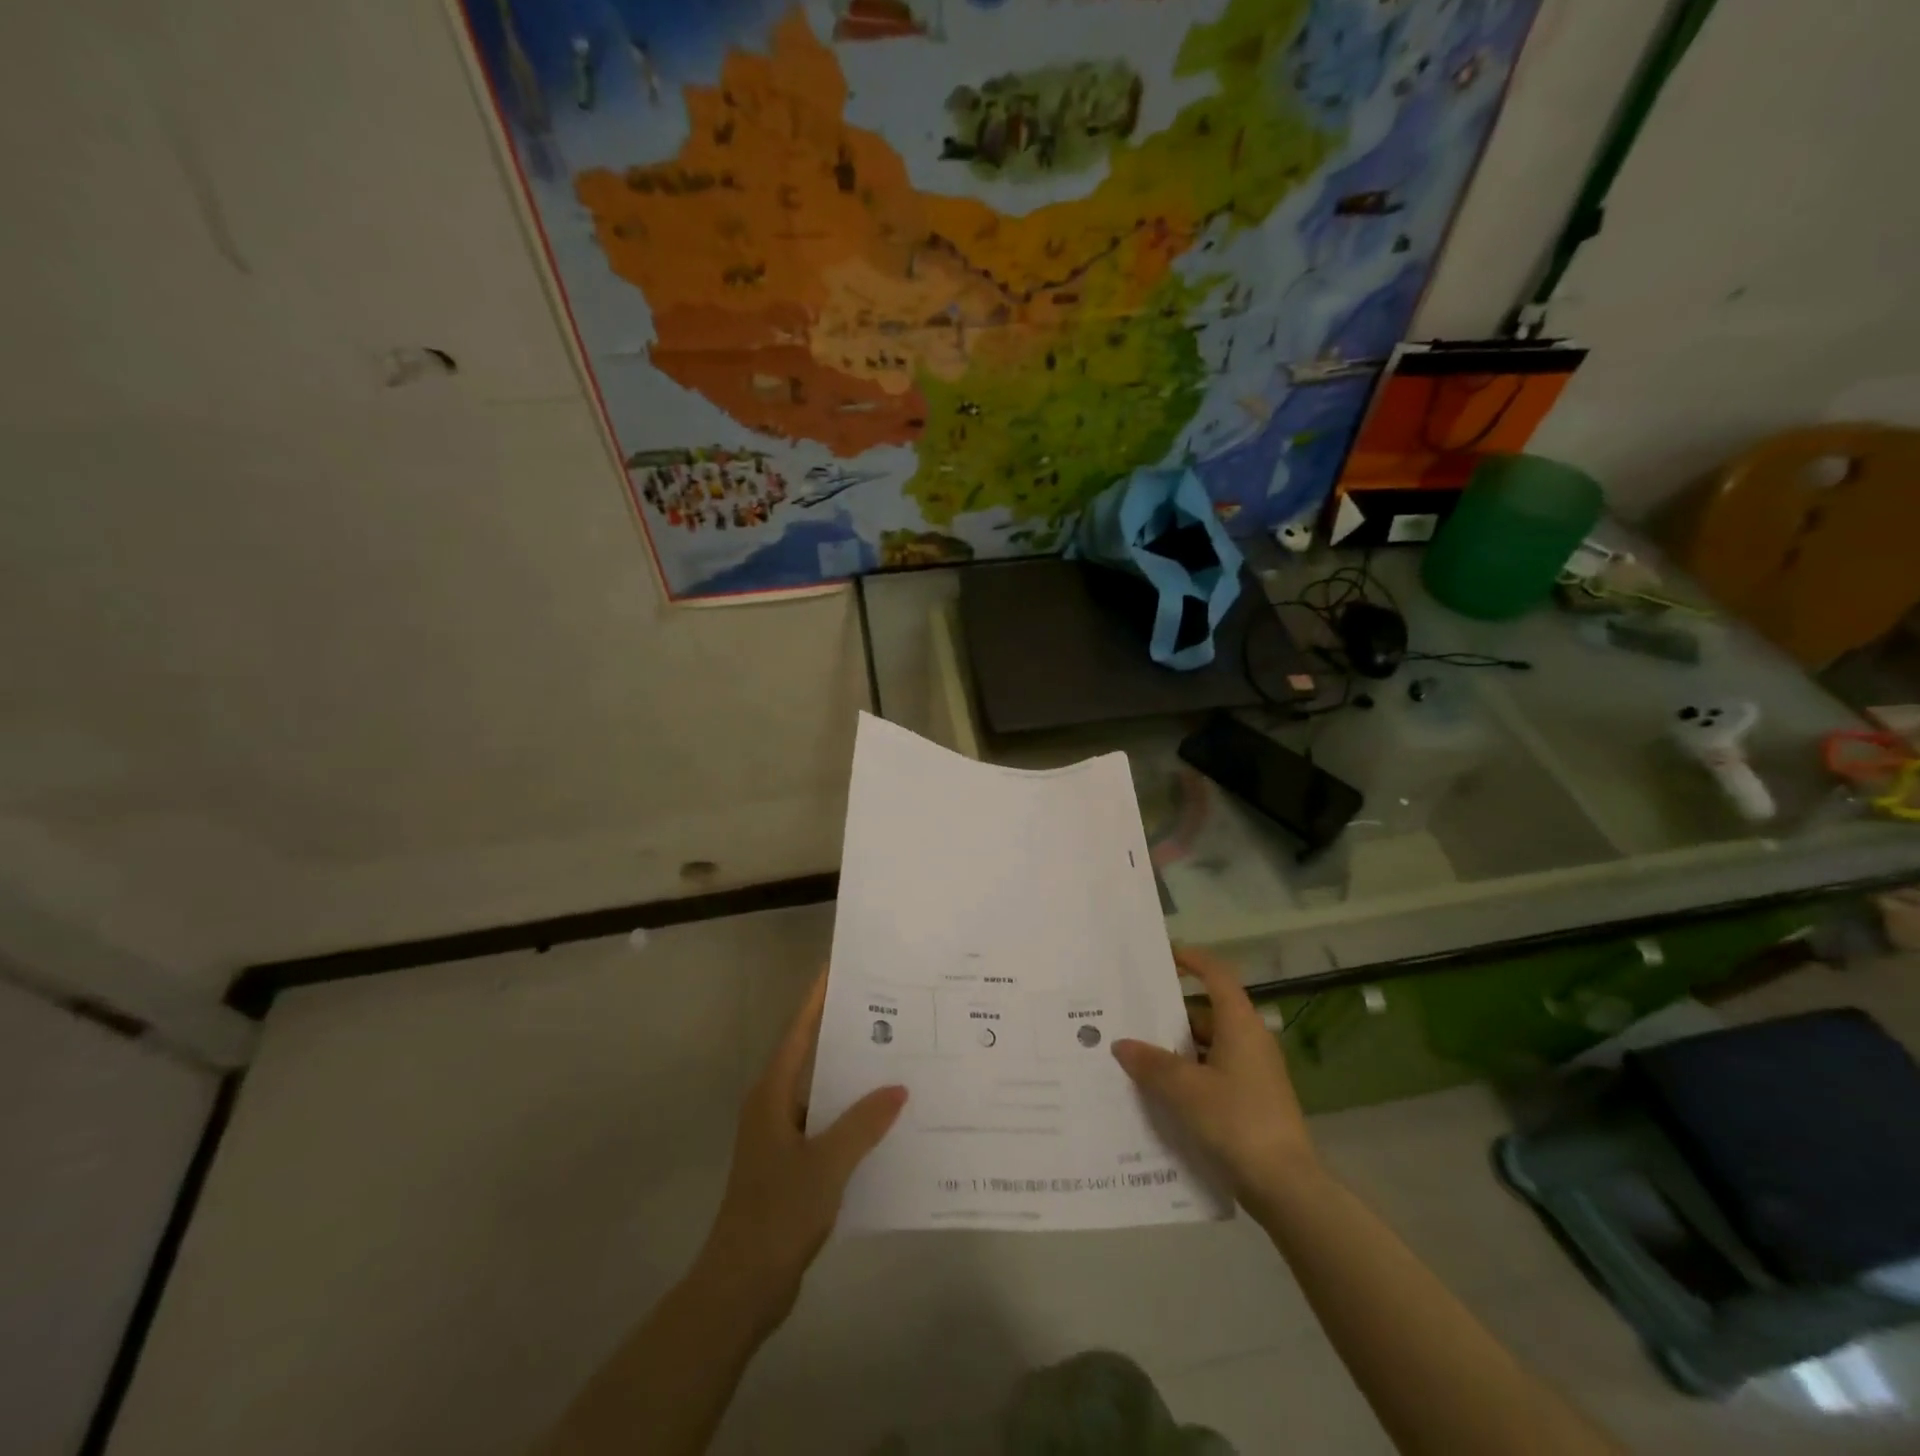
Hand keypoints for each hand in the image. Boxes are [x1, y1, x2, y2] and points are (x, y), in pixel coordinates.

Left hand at [695, 970, 905, 1330]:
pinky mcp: (790, 1165)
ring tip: (896, 1059)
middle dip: (845, 1034)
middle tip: (888, 1011)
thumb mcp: (827, 1163)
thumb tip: (899, 1087)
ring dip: (852, 1079)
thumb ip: (864, 1122)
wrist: (741, 1286)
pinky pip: (825, 1125)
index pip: (799, 1032)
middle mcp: (773, 1106)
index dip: (817, 999)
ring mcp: (780, 1137)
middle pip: (811, 1056)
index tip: (838, 968)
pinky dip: (851, 1117)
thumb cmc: (778, 1213)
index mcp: (772, 1094)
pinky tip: (884, 1120)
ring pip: (822, 1093)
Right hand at [1112, 946, 1319, 1211]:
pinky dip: (1190, 1075)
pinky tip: (1162, 1092)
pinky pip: (1215, 1073)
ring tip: (1138, 1054)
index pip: (1217, 975)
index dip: (1192, 960)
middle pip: (1208, 1012)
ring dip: (1178, 1048)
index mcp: (1241, 1025)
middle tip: (1134, 1013)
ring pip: (1210, 1046)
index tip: (1163, 955)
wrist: (1286, 1188)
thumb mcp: (1185, 1090)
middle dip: (1172, 1012)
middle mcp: (1251, 1041)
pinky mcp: (1254, 1101)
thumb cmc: (1237, 1122)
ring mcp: (1255, 1073)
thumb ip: (1151, 1064)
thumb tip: (1122, 1044)